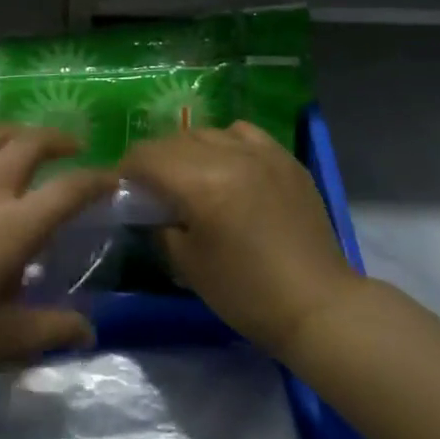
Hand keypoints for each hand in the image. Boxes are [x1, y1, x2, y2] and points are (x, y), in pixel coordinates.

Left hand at [0, 124, 113, 399]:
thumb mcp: (4, 341)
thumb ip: (51, 329)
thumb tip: (89, 332)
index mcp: (13, 228)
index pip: (68, 190)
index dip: (96, 180)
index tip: (111, 178)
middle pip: (30, 143)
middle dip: (58, 139)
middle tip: (72, 148)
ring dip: (14, 131)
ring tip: (24, 141)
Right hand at [124, 121, 361, 358]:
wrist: (317, 305)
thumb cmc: (246, 292)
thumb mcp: (188, 265)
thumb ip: (161, 227)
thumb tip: (151, 210)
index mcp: (200, 183)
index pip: (147, 157)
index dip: (126, 169)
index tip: (122, 187)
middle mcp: (229, 155)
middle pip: (175, 140)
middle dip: (155, 160)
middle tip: (151, 186)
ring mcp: (262, 153)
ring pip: (208, 133)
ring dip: (189, 150)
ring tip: (190, 175)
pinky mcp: (285, 159)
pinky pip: (244, 134)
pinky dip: (226, 143)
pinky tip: (228, 165)